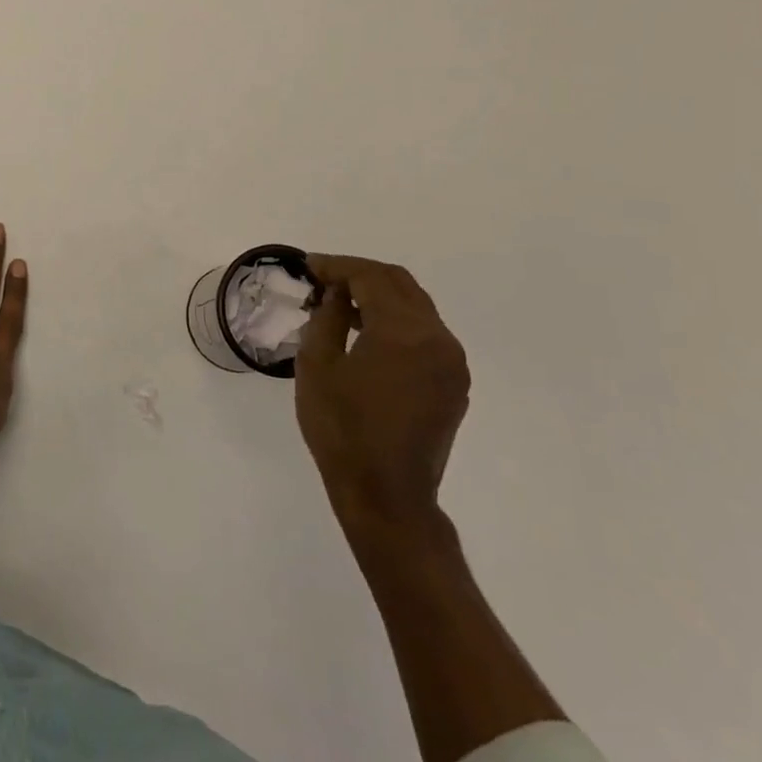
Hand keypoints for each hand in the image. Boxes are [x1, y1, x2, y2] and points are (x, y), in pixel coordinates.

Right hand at [296, 255, 469, 527]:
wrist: (386, 496)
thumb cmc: (342, 430)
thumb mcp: (317, 366)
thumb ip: (328, 318)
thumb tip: (337, 294)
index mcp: (404, 332)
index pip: (371, 278)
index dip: (337, 266)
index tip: (308, 266)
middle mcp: (438, 339)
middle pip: (400, 284)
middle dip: (360, 274)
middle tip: (323, 278)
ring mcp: (452, 362)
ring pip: (416, 307)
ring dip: (379, 297)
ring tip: (341, 304)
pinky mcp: (454, 383)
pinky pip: (425, 334)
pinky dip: (396, 322)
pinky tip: (368, 334)